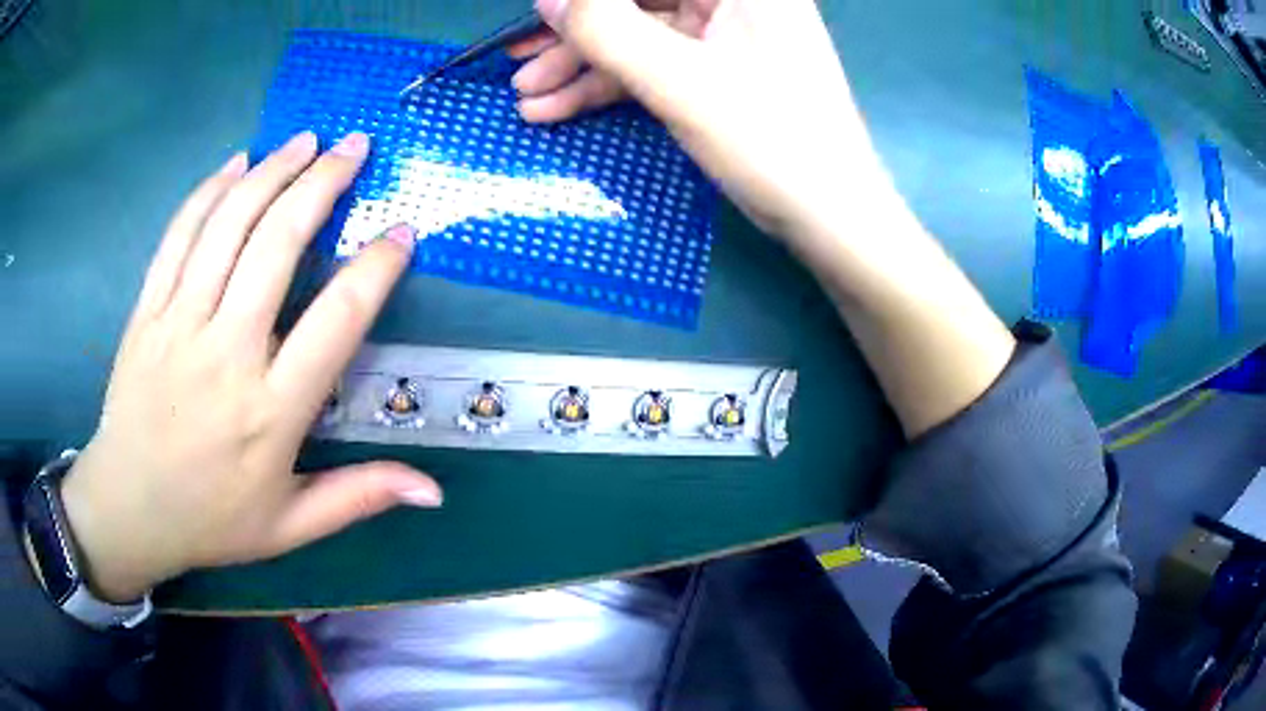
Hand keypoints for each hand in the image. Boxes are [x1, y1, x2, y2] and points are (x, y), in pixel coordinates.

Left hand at [58, 132, 442, 602]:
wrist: (129, 509)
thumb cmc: (211, 519)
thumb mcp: (290, 527)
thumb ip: (358, 498)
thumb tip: (435, 491)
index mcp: (269, 411)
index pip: (336, 321)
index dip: (375, 268)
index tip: (402, 232)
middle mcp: (225, 353)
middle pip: (277, 244)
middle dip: (322, 184)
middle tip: (356, 147)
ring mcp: (178, 324)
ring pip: (229, 225)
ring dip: (272, 171)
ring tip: (306, 139)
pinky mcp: (147, 310)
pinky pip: (180, 234)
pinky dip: (210, 190)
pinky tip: (237, 162)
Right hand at [515, 0, 1014, 437]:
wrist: (830, 219)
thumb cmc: (772, 142)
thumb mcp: (680, 80)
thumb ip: (607, 30)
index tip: (536, 17)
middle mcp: (735, 1)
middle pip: (636, 2)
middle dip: (574, 33)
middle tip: (515, 61)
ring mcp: (725, 36)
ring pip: (637, 35)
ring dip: (581, 65)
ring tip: (527, 98)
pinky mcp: (717, 72)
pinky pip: (651, 65)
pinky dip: (607, 86)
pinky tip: (559, 109)